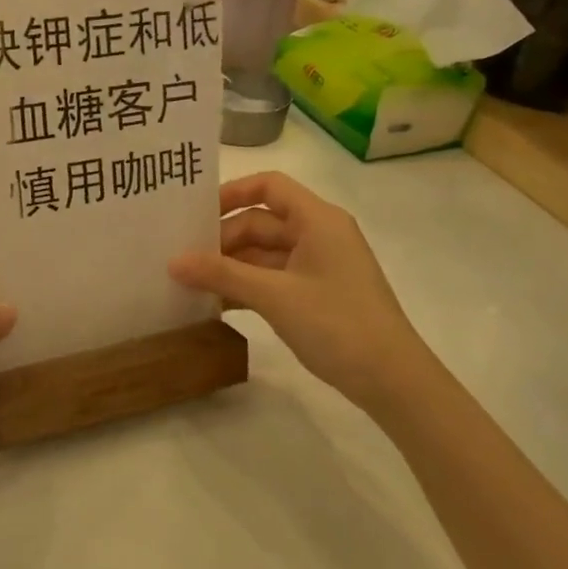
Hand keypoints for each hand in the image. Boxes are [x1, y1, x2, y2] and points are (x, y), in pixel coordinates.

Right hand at [169, 172, 430, 409]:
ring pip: (264, 254)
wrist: (394, 382)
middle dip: (222, 239)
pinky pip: (272, 279)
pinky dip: (246, 287)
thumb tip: (173, 262)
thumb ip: (221, 275)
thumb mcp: (274, 296)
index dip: (232, 193)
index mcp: (317, 220)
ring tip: (190, 282)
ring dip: (230, 267)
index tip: (196, 214)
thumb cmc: (337, 324)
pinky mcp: (316, 294)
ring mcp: (318, 266)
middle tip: (182, 259)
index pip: (269, 186)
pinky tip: (215, 304)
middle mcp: (318, 234)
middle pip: (261, 222)